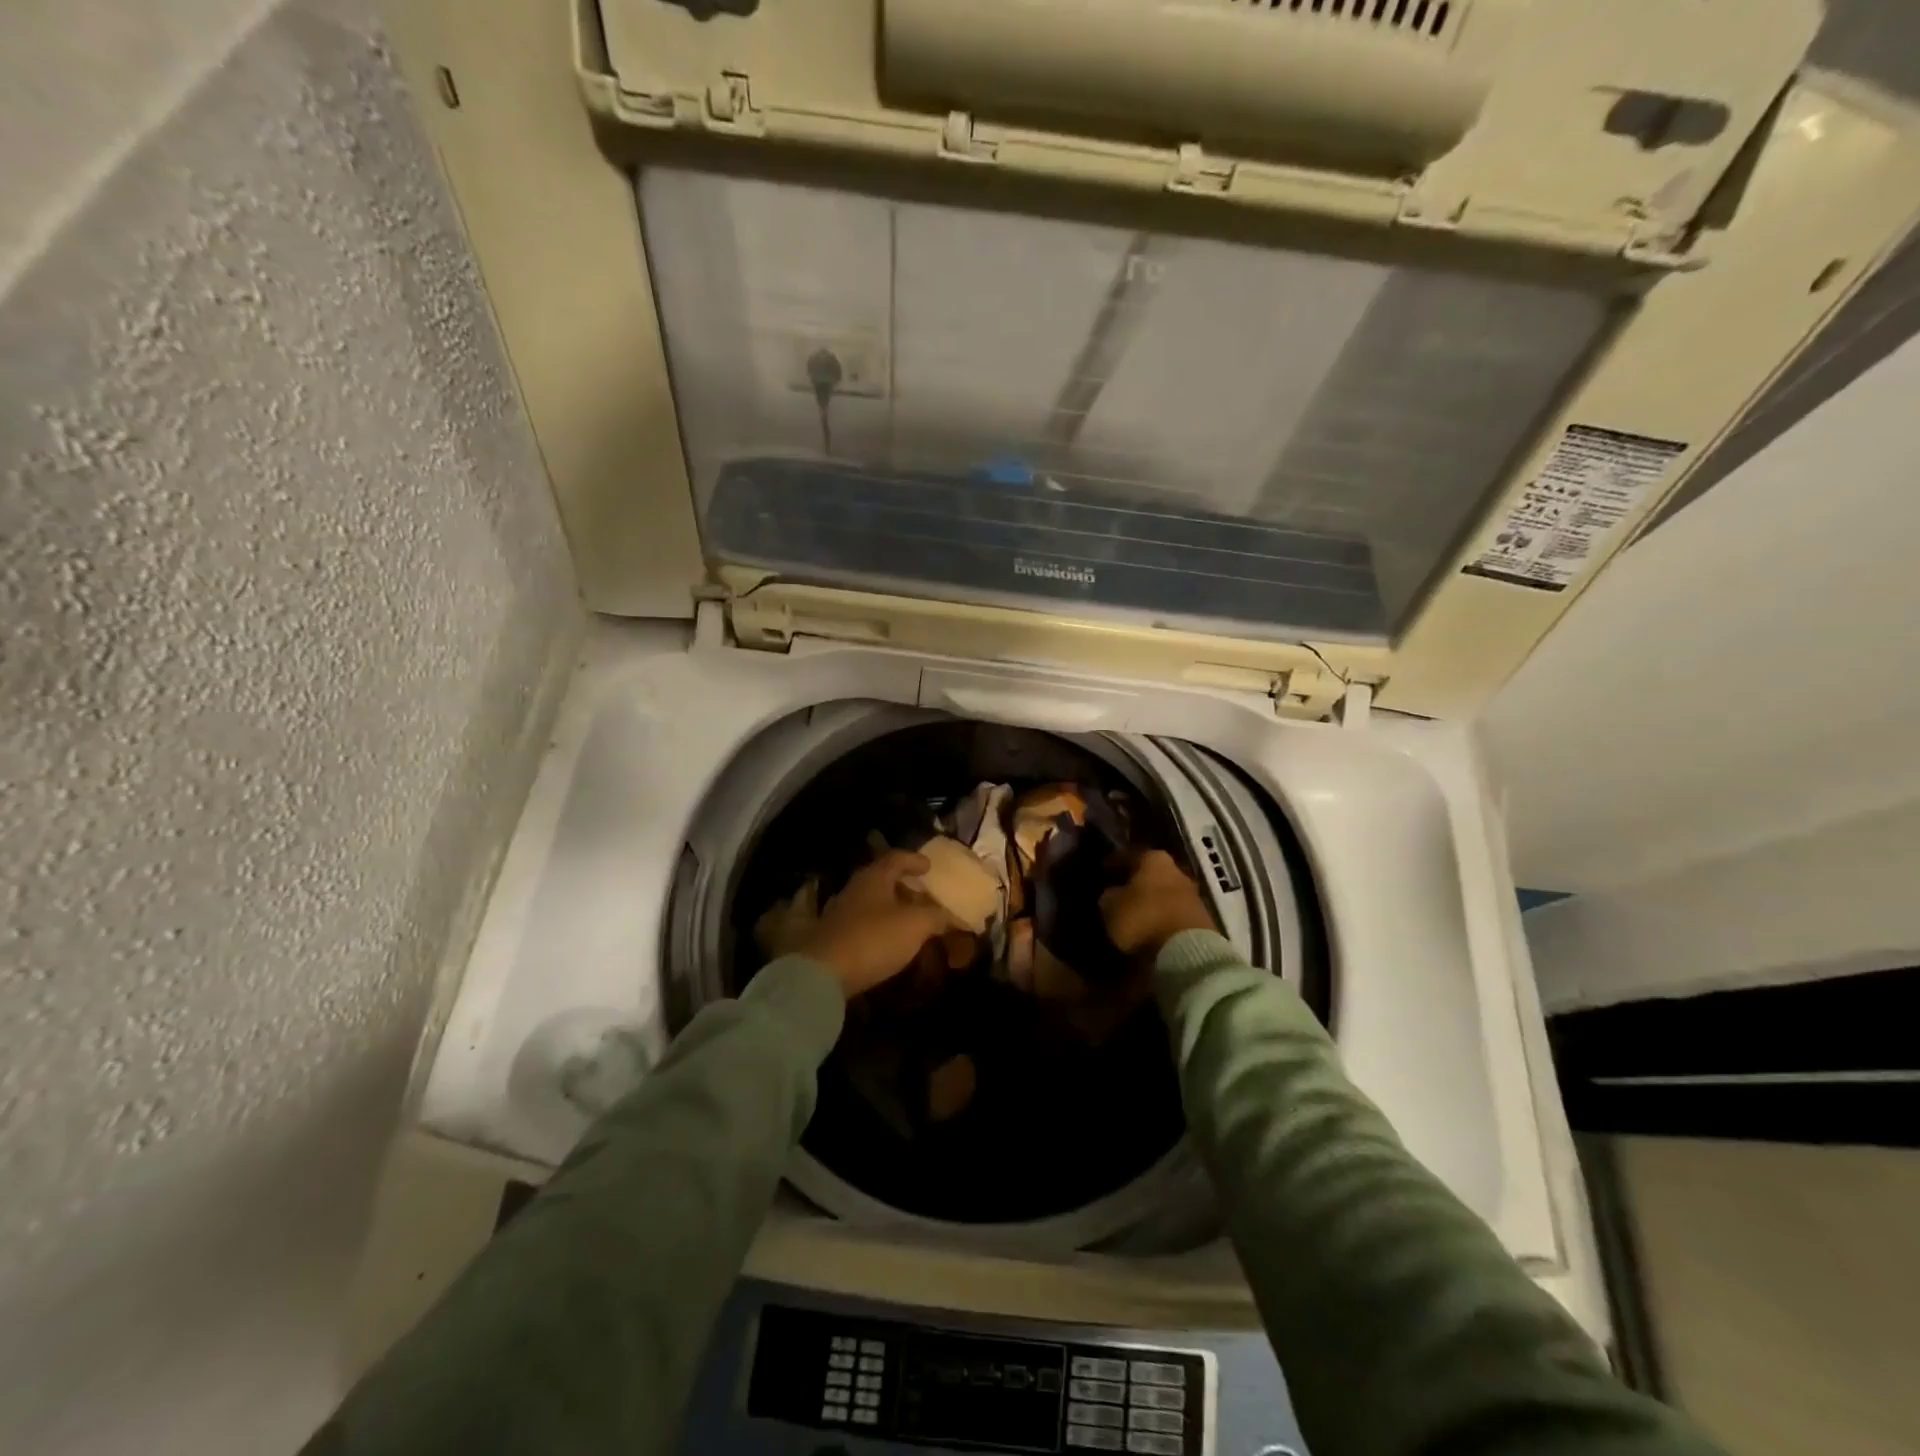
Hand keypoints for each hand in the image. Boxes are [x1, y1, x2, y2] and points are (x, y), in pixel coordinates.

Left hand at [798, 851, 951, 997]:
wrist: (823, 974)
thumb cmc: (874, 938)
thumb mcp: (915, 925)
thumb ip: (936, 916)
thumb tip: (951, 916)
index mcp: (874, 877)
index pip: (896, 858)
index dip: (915, 860)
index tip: (929, 866)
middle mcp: (855, 890)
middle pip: (883, 880)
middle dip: (905, 887)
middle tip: (924, 896)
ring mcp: (841, 914)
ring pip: (872, 904)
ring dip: (892, 910)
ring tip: (912, 922)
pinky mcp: (834, 939)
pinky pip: (864, 926)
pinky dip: (881, 929)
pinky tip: (891, 942)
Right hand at [1099, 849, 1214, 957]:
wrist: (1187, 950)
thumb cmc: (1143, 918)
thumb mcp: (1111, 906)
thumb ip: (1109, 895)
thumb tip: (1112, 894)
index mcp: (1154, 859)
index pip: (1129, 854)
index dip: (1114, 863)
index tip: (1103, 872)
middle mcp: (1176, 870)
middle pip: (1151, 873)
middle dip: (1136, 882)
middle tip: (1119, 892)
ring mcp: (1193, 894)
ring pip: (1164, 893)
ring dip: (1151, 901)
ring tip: (1134, 914)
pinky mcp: (1202, 918)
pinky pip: (1174, 913)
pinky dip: (1162, 918)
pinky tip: (1151, 928)